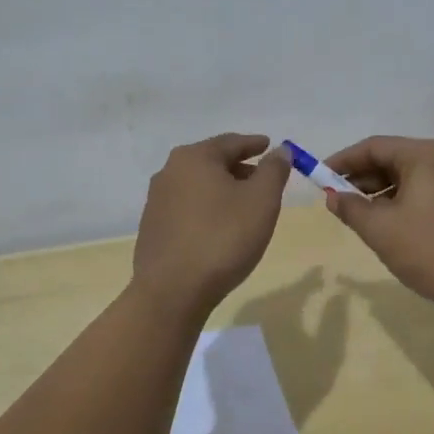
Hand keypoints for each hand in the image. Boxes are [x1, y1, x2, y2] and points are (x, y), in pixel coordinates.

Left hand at [131, 133, 289, 321]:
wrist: (172, 291)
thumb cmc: (223, 238)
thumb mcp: (261, 200)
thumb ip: (274, 170)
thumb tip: (280, 150)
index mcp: (194, 158)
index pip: (231, 142)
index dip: (254, 144)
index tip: (269, 145)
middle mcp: (169, 172)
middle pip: (212, 162)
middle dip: (239, 168)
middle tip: (262, 178)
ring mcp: (157, 201)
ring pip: (198, 185)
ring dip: (222, 189)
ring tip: (244, 204)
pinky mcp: (153, 227)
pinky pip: (187, 207)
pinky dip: (207, 208)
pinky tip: (219, 226)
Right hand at [321, 136, 433, 314]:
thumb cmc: (430, 250)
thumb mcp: (380, 229)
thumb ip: (351, 208)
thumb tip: (332, 197)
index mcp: (425, 155)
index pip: (374, 146)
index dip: (343, 160)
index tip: (319, 177)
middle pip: (393, 159)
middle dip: (361, 178)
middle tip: (335, 199)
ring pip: (409, 178)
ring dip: (380, 192)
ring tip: (357, 215)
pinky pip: (425, 192)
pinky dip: (401, 202)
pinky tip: (387, 225)